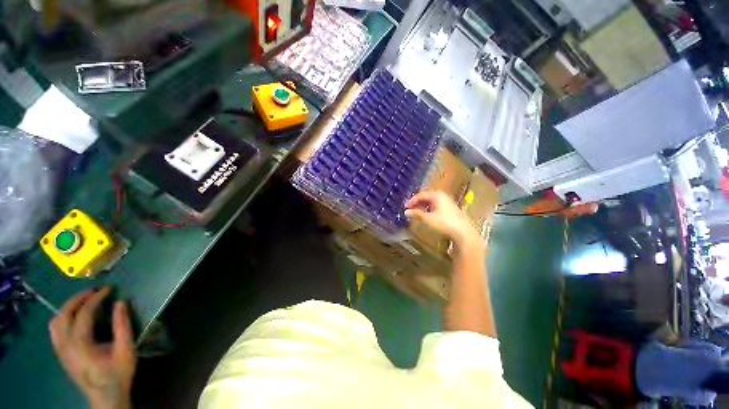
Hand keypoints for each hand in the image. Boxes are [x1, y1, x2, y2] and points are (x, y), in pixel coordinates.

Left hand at [49, 287, 135, 408]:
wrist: (106, 397)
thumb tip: (121, 302)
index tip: (108, 289)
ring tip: (83, 301)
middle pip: (64, 314)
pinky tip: (74, 318)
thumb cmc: (118, 373)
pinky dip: (63, 318)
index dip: (96, 298)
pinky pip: (55, 330)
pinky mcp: (61, 354)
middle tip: (94, 291)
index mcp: (80, 344)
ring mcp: (60, 350)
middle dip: (78, 299)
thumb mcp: (126, 349)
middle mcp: (65, 344)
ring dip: (67, 307)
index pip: (84, 313)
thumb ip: (123, 325)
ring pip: (55, 321)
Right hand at [405, 190, 481, 249]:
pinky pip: (437, 205)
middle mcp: (443, 196)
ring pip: (432, 201)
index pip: (421, 195)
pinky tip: (428, 215)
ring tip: (417, 212)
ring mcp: (448, 202)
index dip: (412, 200)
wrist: (463, 232)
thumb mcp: (428, 219)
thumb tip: (406, 212)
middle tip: (410, 209)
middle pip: (427, 197)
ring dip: (424, 206)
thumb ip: (416, 214)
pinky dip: (430, 208)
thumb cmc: (444, 223)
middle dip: (418, 202)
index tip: (406, 207)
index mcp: (437, 195)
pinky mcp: (451, 208)